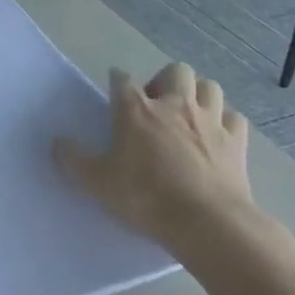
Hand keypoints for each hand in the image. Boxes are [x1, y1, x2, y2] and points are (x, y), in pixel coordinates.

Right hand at [54, 63, 254, 259]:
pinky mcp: (237, 142)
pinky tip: (217, 136)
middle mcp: (175, 105)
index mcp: (136, 109)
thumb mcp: (97, 183)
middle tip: (157, 105)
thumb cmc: (146, 197)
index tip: (114, 92)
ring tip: (188, 114)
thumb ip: (74, 160)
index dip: (117, 82)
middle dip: (165, 80)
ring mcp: (210, 121)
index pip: (122, 79)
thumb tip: (57, 142)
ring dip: (198, 94)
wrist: (207, 223)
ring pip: (209, 86)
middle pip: (175, 71)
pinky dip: (226, 121)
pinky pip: (234, 118)